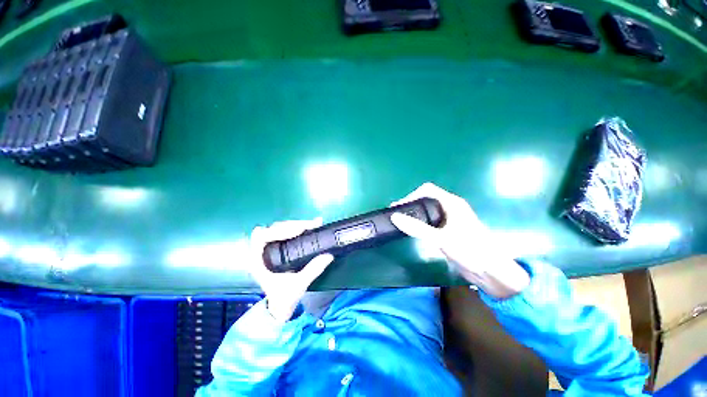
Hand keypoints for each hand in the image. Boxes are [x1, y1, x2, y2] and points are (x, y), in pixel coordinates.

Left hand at [249, 219, 334, 321]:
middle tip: (311, 225)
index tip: (299, 230)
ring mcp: (267, 249)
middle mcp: (260, 252)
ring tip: (311, 224)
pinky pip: (282, 232)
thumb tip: (328, 255)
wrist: (280, 306)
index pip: (263, 237)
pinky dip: (293, 228)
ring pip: (278, 228)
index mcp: (259, 261)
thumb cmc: (284, 297)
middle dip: (293, 225)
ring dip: (295, 225)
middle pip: (273, 229)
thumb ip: (312, 270)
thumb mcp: (299, 285)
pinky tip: (303, 226)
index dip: (280, 230)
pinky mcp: (275, 248)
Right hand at [390, 183, 529, 298]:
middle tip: (396, 215)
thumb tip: (395, 217)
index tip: (399, 207)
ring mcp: (450, 219)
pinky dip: (420, 223)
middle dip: (411, 204)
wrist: (492, 273)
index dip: (411, 195)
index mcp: (452, 203)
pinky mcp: (449, 230)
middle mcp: (451, 208)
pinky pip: (431, 221)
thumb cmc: (471, 251)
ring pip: (428, 210)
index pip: (427, 190)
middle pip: (426, 199)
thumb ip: (417, 228)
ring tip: (401, 221)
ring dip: (415, 214)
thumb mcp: (441, 239)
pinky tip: (413, 230)